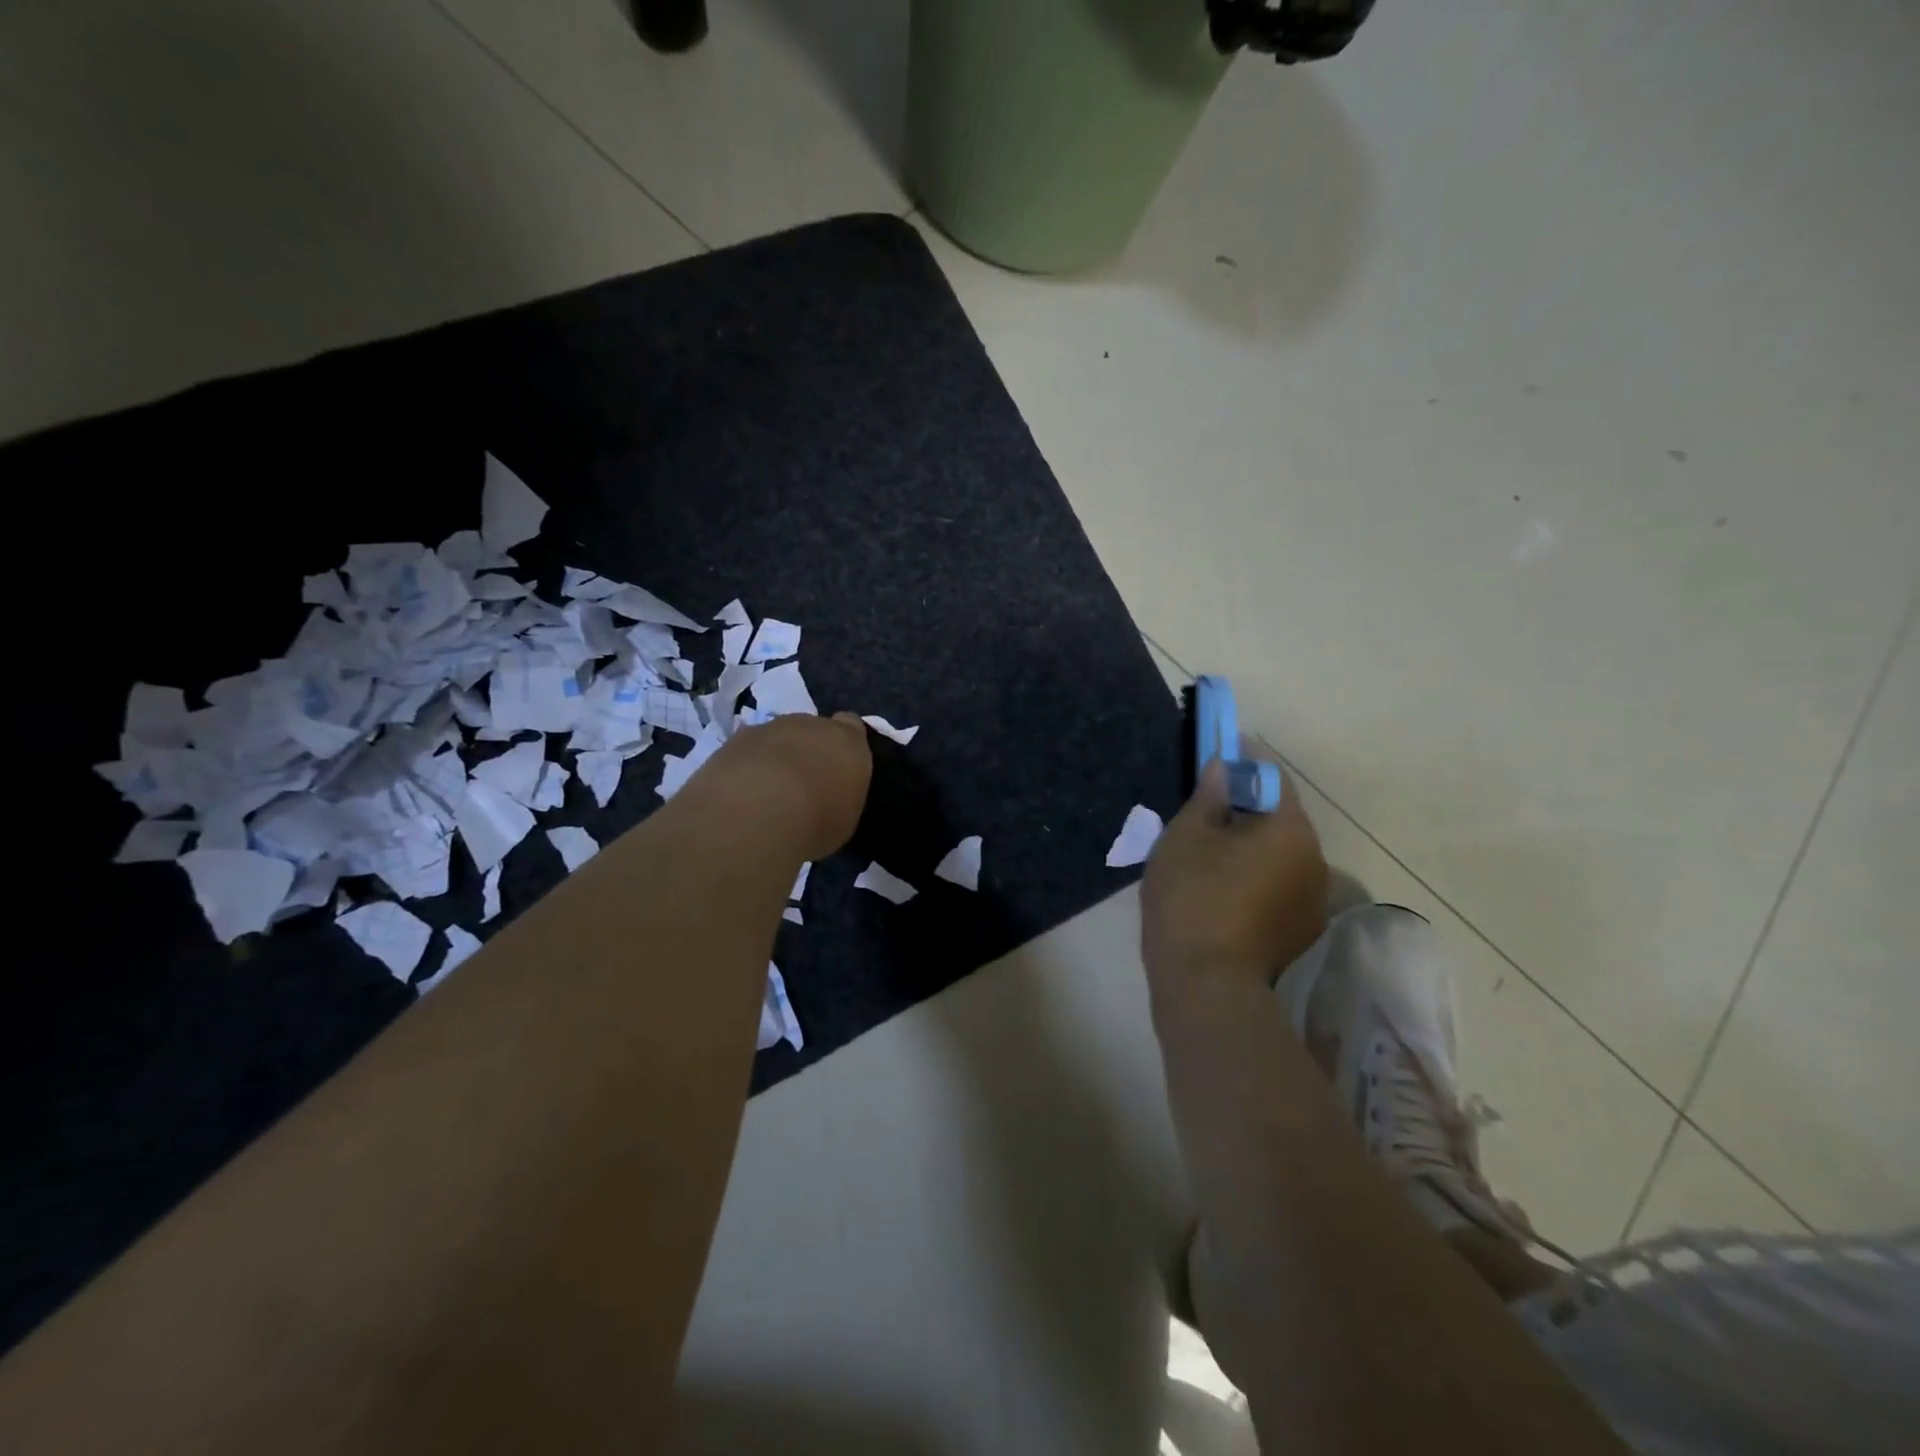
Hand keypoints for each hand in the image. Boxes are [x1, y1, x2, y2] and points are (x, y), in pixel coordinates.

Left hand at [702, 712, 872, 860]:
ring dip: (773, 758)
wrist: (758, 812)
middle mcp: (812, 725)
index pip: (852, 727)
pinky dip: (745, 767)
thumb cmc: (817, 820)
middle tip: (802, 786)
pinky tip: (740, 795)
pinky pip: (746, 750)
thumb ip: (839, 797)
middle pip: (812, 730)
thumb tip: (829, 799)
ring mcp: (770, 727)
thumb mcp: (844, 819)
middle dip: (807, 751)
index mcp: (848, 742)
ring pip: (776, 737)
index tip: (838, 767)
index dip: (844, 745)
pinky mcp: (734, 739)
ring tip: (766, 794)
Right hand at [1141, 757, 1329, 995]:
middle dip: (1245, 810)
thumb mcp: (1186, 836)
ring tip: (1208, 858)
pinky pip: (1277, 888)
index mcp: (1290, 829)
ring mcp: (1312, 901)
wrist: (1206, 985)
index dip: (1242, 764)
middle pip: (1279, 820)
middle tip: (1203, 814)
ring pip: (1278, 857)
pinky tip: (1220, 893)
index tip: (1215, 761)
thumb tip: (1222, 767)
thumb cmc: (1193, 897)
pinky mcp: (1300, 932)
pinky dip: (1254, 880)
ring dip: (1250, 848)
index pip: (1272, 778)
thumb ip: (1208, 796)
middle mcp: (1315, 860)